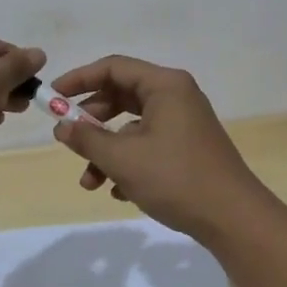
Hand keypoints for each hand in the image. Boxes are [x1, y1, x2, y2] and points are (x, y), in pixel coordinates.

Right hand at [48, 55, 271, 242]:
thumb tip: (62, 126)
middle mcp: (176, 96)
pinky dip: (129, 163)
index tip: (52, 98)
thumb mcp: (123, 159)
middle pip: (122, 96)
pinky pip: (149, 145)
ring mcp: (184, 123)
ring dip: (107, 152)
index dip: (78, 79)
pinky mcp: (188, 148)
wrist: (233, 218)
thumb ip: (87, 139)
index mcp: (165, 85)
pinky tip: (119, 193)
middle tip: (67, 140)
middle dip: (91, 123)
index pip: (113, 67)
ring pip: (133, 127)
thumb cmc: (176, 178)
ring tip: (90, 183)